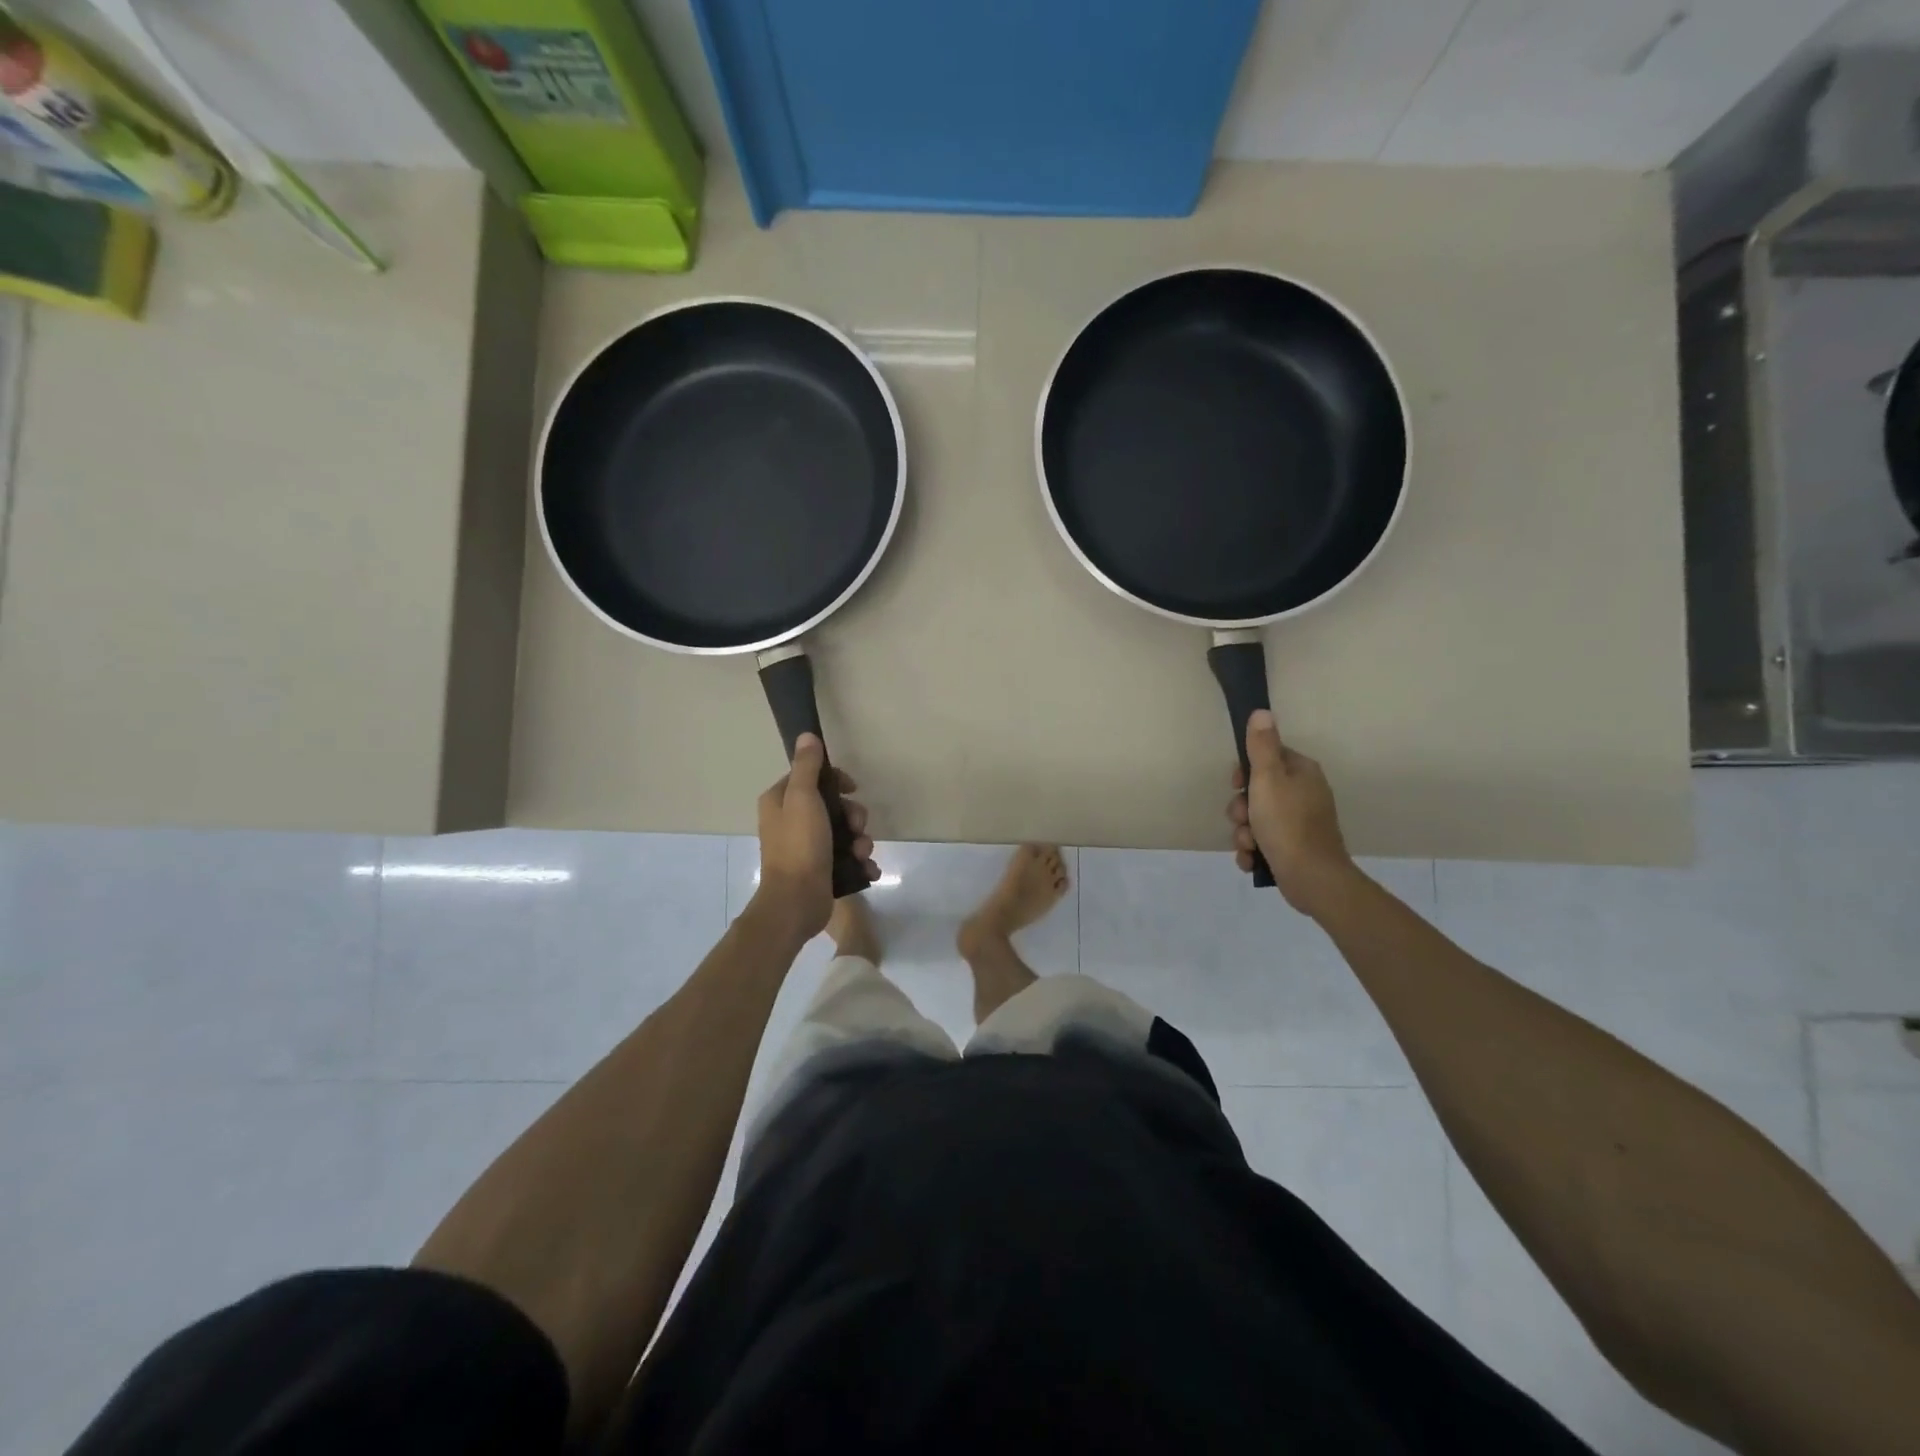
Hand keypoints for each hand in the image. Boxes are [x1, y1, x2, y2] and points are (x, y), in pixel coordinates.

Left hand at [751, 734, 877, 940]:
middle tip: (859, 827)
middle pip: (833, 805)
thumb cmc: (799, 845)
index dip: (835, 780)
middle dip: (853, 816)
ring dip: (861, 841)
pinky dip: (860, 862)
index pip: (811, 777)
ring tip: (862, 854)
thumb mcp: (802, 798)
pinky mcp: (821, 870)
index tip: (852, 788)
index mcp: (780, 802)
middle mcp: (791, 822)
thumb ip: (806, 767)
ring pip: (844, 833)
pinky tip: (866, 869)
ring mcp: (806, 848)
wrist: (796, 902)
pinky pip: (847, 858)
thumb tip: (807, 736)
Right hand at [1227, 709, 1357, 917]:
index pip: (1267, 757)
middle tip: (1242, 819)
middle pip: (1258, 790)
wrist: (1312, 878)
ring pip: (1256, 819)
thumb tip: (1262, 711)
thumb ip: (1262, 746)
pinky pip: (1264, 842)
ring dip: (1244, 832)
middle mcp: (1304, 794)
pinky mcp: (1295, 848)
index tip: (1236, 784)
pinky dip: (1254, 851)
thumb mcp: (1268, 779)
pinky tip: (1253, 859)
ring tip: (1249, 845)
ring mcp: (1300, 823)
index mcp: (1302, 772)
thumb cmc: (1287, 824)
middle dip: (1242, 808)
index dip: (1245, 770)